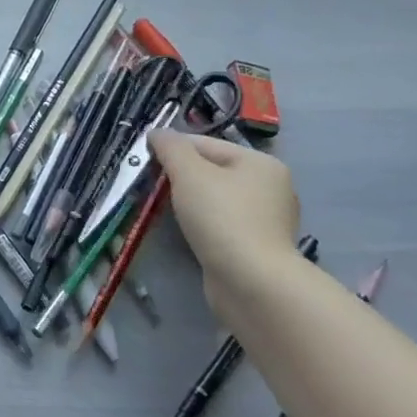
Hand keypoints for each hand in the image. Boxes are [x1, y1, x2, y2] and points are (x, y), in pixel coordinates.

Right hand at [148, 130, 300, 310]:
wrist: (251, 283)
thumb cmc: (221, 217)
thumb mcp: (188, 172)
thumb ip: (170, 147)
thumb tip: (157, 133)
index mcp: (261, 163)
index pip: (206, 144)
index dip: (173, 149)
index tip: (145, 162)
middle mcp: (271, 188)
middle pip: (213, 171)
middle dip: (181, 177)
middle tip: (153, 187)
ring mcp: (268, 221)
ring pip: (217, 199)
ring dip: (191, 202)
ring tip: (166, 211)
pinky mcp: (259, 248)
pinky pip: (223, 225)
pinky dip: (204, 225)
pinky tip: (189, 233)